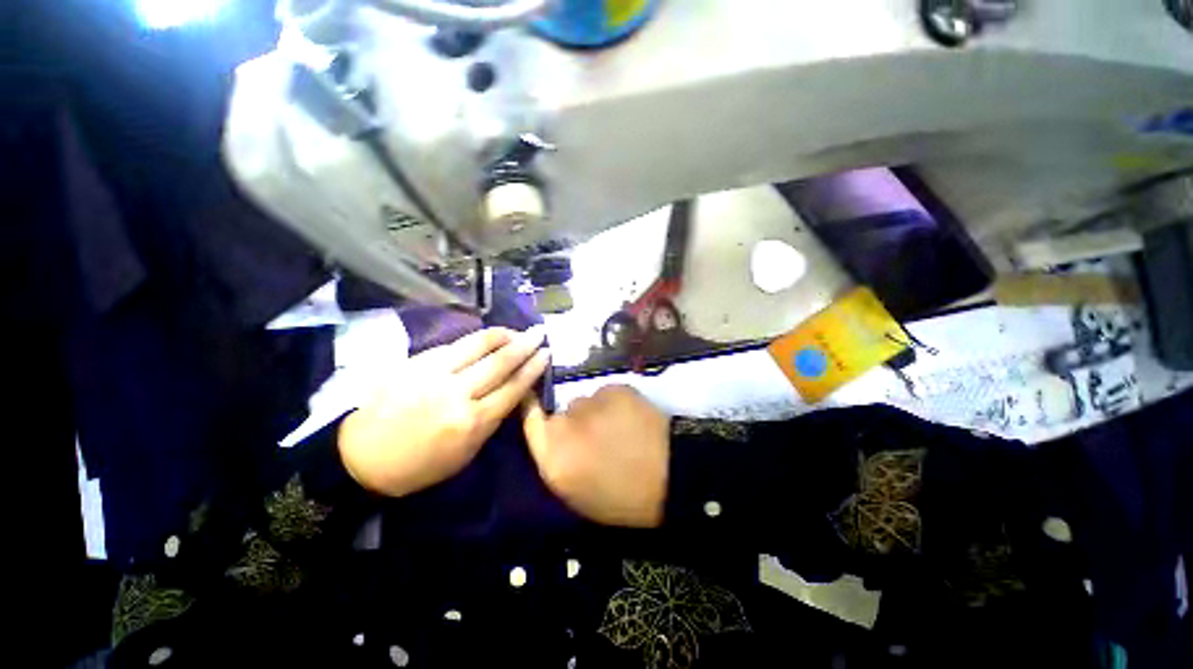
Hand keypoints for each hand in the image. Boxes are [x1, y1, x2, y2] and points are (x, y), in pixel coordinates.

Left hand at [339, 326, 549, 496]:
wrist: (360, 457)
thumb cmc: (419, 466)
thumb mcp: (466, 454)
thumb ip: (491, 420)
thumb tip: (512, 392)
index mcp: (472, 423)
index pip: (512, 388)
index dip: (533, 369)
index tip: (546, 354)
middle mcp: (456, 393)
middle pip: (500, 362)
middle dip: (524, 345)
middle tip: (539, 333)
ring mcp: (433, 374)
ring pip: (477, 345)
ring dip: (502, 335)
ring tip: (516, 330)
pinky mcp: (415, 363)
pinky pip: (453, 345)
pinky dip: (476, 339)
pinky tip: (486, 337)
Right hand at [522, 385, 669, 527]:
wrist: (671, 478)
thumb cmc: (622, 498)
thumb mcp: (577, 492)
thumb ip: (556, 460)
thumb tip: (553, 434)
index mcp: (553, 457)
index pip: (529, 419)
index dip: (530, 405)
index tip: (534, 399)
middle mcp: (567, 424)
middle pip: (563, 412)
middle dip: (575, 422)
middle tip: (597, 436)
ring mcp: (593, 403)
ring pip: (587, 402)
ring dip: (597, 412)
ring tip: (619, 428)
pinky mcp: (616, 389)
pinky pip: (607, 394)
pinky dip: (615, 404)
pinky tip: (632, 419)